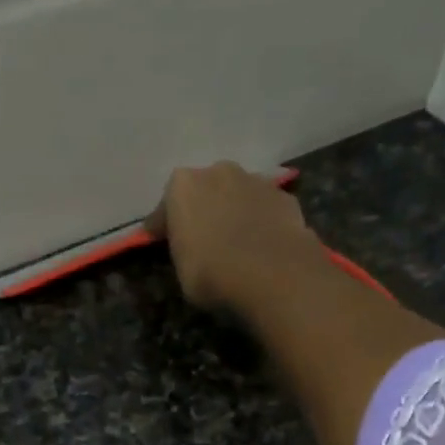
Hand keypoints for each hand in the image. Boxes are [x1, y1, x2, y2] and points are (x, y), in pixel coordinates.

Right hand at [145, 161, 326, 309]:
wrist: (271, 272)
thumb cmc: (212, 273)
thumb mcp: (182, 270)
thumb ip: (183, 250)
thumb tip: (190, 247)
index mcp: (182, 186)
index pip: (165, 208)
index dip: (162, 227)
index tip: (160, 241)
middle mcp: (217, 172)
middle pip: (204, 191)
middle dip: (202, 210)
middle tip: (203, 239)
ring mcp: (254, 180)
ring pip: (237, 195)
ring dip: (233, 212)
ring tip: (237, 242)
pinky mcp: (284, 196)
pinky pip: (264, 209)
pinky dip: (261, 221)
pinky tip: (262, 244)